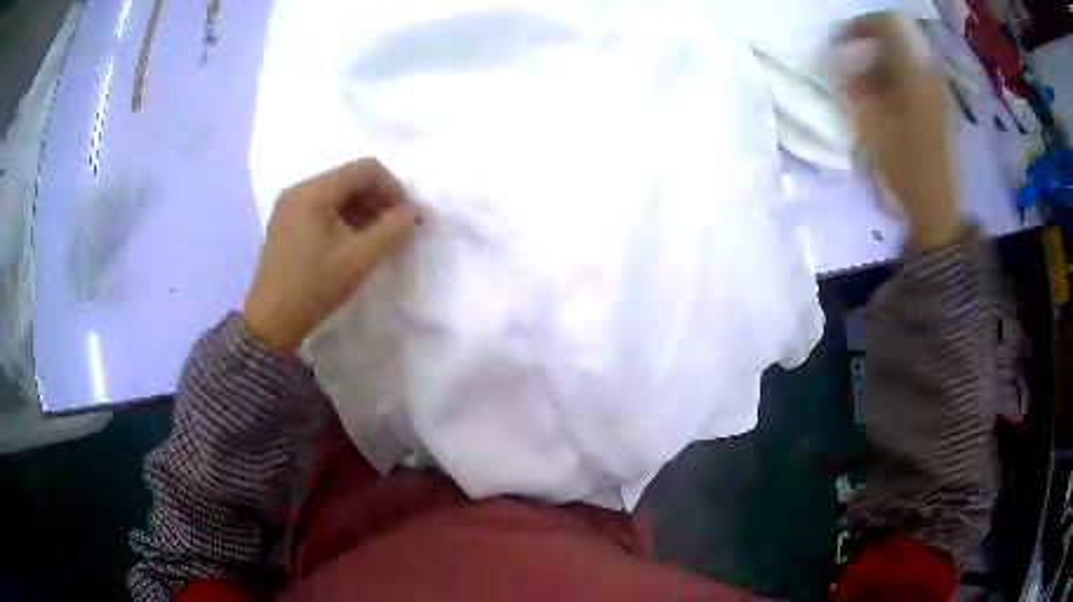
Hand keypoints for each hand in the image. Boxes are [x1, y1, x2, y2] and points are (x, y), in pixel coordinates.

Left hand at [243, 159, 415, 353]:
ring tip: (374, 237)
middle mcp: (299, 189)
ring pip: (335, 192)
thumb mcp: (359, 259)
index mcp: (314, 191)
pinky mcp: (285, 222)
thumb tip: (410, 213)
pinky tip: (350, 241)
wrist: (272, 321)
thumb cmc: (314, 286)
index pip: (365, 169)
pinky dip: (342, 217)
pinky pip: (320, 207)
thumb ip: (391, 230)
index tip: (405, 216)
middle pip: (349, 178)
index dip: (392, 188)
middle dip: (377, 198)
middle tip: (392, 228)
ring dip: (361, 208)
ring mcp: (289, 206)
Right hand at [834, 13, 961, 248]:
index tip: (838, 41)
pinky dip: (888, 80)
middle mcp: (928, 73)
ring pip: (900, 59)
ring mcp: (934, 90)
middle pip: (894, 40)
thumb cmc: (906, 165)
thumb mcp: (872, 122)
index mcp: (916, 72)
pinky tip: (877, 100)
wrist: (936, 205)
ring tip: (859, 86)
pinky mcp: (934, 106)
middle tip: (846, 65)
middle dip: (865, 46)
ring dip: (875, 64)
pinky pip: (908, 78)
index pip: (888, 23)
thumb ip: (852, 83)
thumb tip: (835, 60)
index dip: (860, 25)